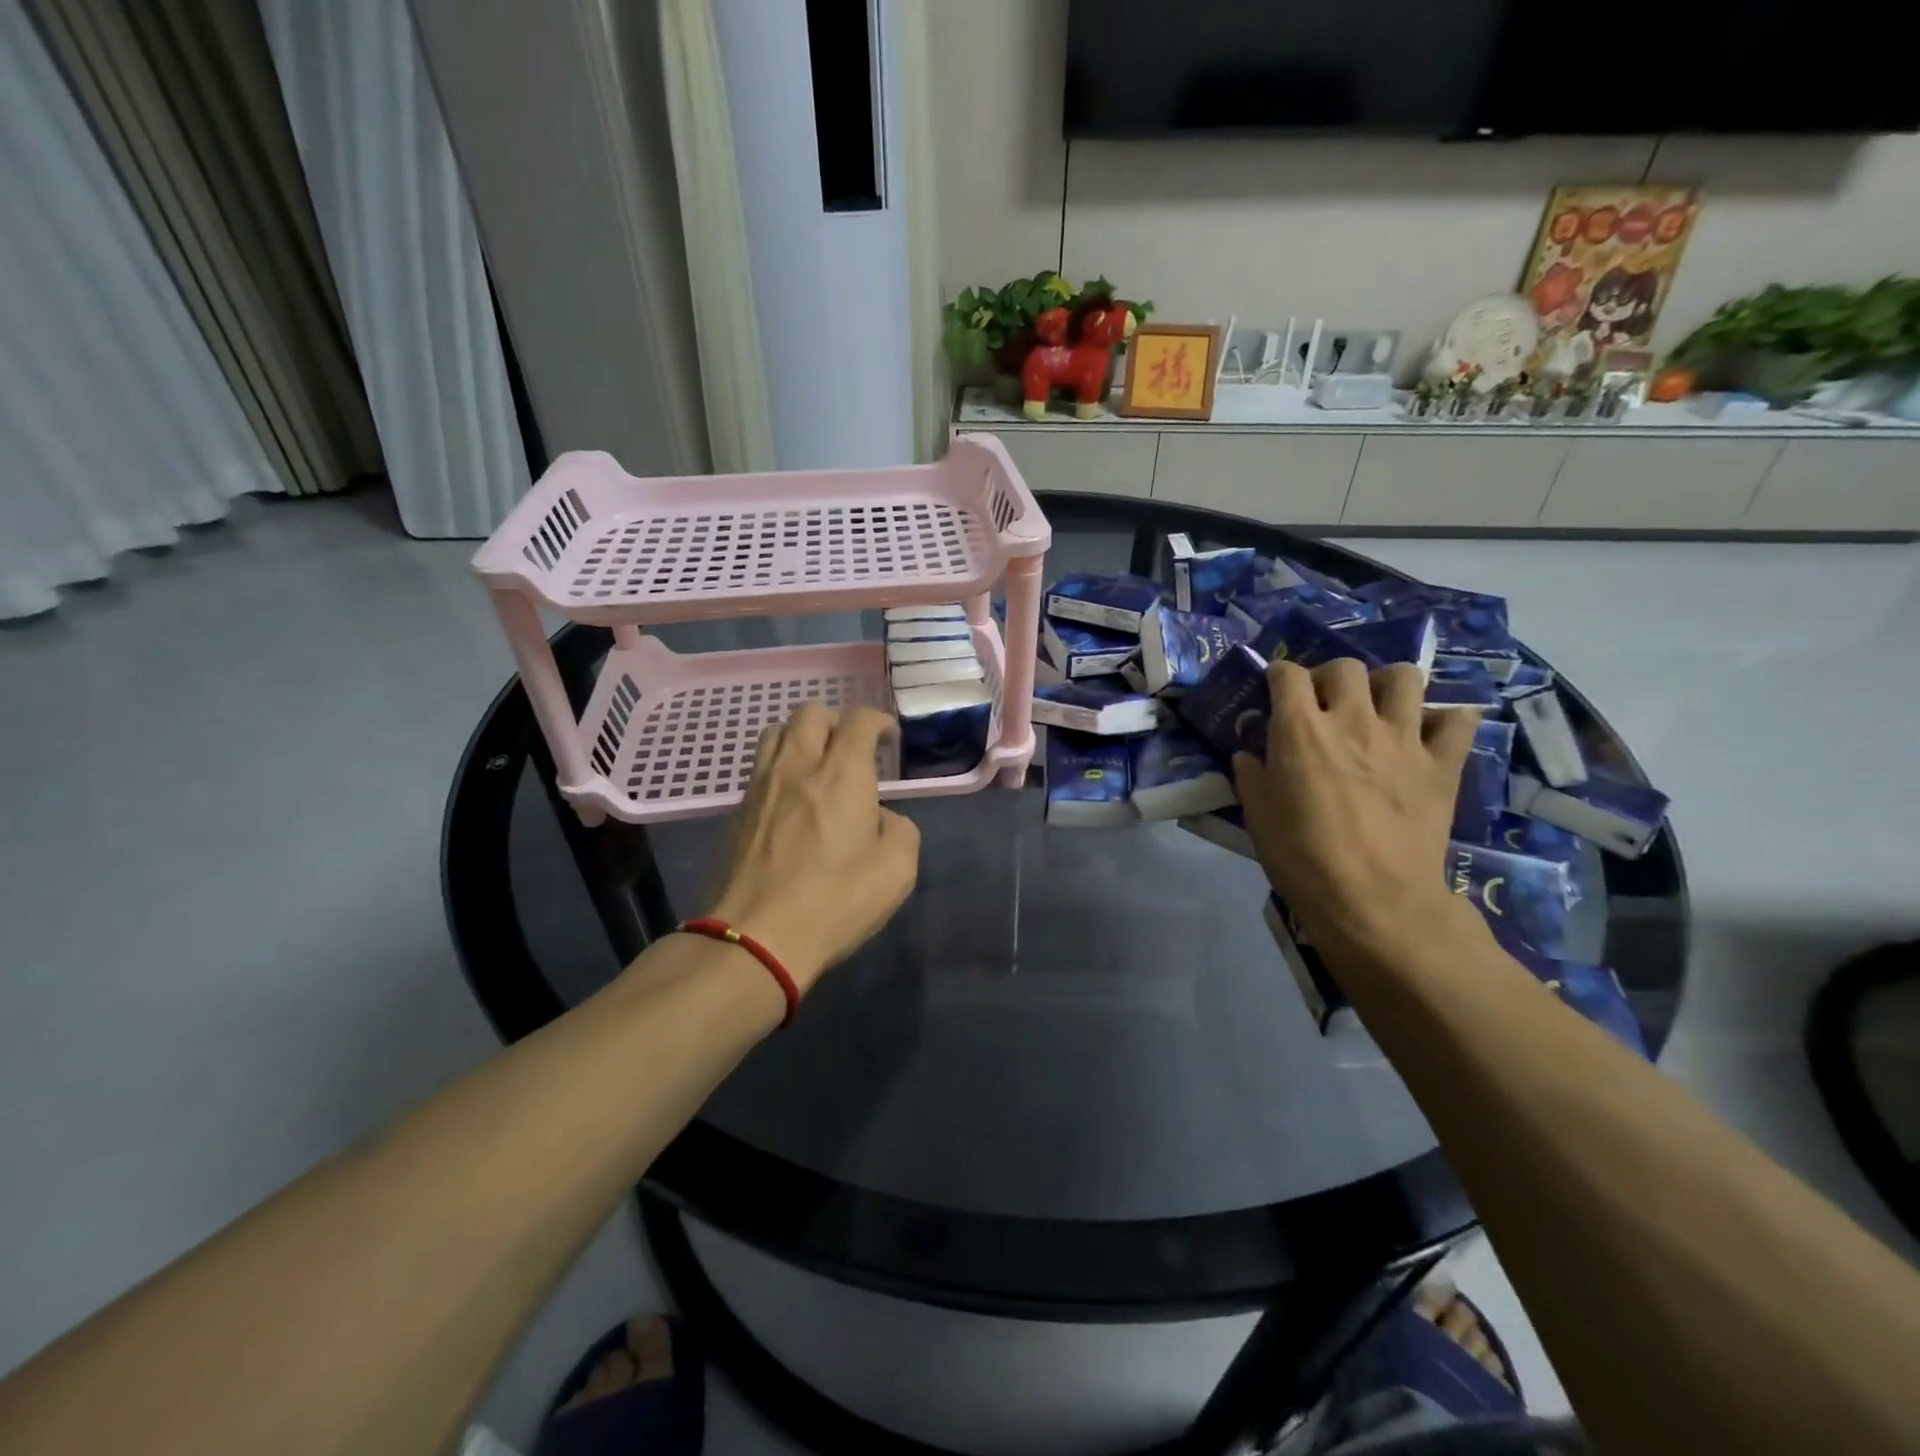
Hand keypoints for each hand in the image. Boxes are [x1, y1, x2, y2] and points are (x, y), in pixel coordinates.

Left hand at [707, 703, 920, 991]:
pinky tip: (791, 800)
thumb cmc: (833, 903)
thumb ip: (899, 831)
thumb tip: (880, 818)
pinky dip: (780, 767)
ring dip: (801, 737)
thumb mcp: (896, 872)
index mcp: (841, 775)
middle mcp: (797, 767)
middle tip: (852, 749)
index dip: (878, 721)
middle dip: (837, 721)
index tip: (888, 738)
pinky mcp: (737, 811)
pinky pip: (759, 768)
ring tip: (816, 766)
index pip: (858, 720)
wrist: (753, 938)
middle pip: (811, 713)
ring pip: (776, 732)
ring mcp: (760, 787)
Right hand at [1233, 659, 1482, 964]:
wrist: (1374, 900)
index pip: (1287, 674)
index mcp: (1300, 730)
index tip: (1275, 689)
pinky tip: (1429, 733)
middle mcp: (1352, 720)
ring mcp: (1403, 739)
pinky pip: (1457, 721)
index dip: (1278, 675)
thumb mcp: (1258, 816)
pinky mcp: (1442, 764)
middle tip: (1325, 703)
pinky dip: (1444, 719)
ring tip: (1378, 708)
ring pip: (1405, 677)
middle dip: (1330, 677)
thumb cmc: (1302, 858)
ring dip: (1387, 685)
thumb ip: (1252, 776)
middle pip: (1346, 667)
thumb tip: (1249, 755)